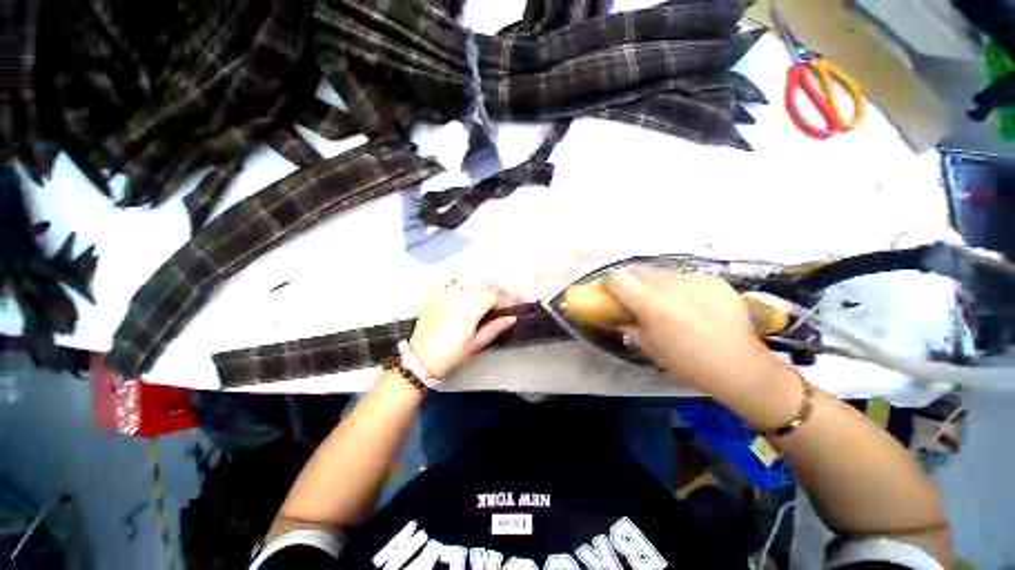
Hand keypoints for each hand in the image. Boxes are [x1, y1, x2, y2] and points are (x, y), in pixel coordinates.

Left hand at [409, 280, 516, 377]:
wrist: (422, 358)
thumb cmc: (452, 354)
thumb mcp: (476, 344)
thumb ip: (494, 328)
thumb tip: (511, 318)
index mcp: (467, 315)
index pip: (489, 295)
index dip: (497, 299)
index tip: (497, 308)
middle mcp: (455, 303)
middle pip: (477, 284)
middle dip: (487, 288)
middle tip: (489, 299)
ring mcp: (441, 298)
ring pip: (464, 281)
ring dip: (474, 284)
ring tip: (476, 294)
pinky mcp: (432, 297)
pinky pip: (449, 284)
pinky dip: (458, 285)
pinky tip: (461, 293)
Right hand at [602, 269, 783, 396]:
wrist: (740, 367)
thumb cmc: (688, 363)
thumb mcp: (650, 348)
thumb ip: (627, 327)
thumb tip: (613, 317)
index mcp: (651, 306)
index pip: (619, 281)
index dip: (609, 284)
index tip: (608, 291)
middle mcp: (671, 287)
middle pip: (640, 272)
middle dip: (631, 281)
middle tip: (633, 294)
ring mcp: (695, 281)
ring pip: (662, 272)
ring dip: (655, 282)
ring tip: (662, 298)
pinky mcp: (714, 281)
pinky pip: (686, 277)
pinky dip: (679, 286)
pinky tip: (687, 301)